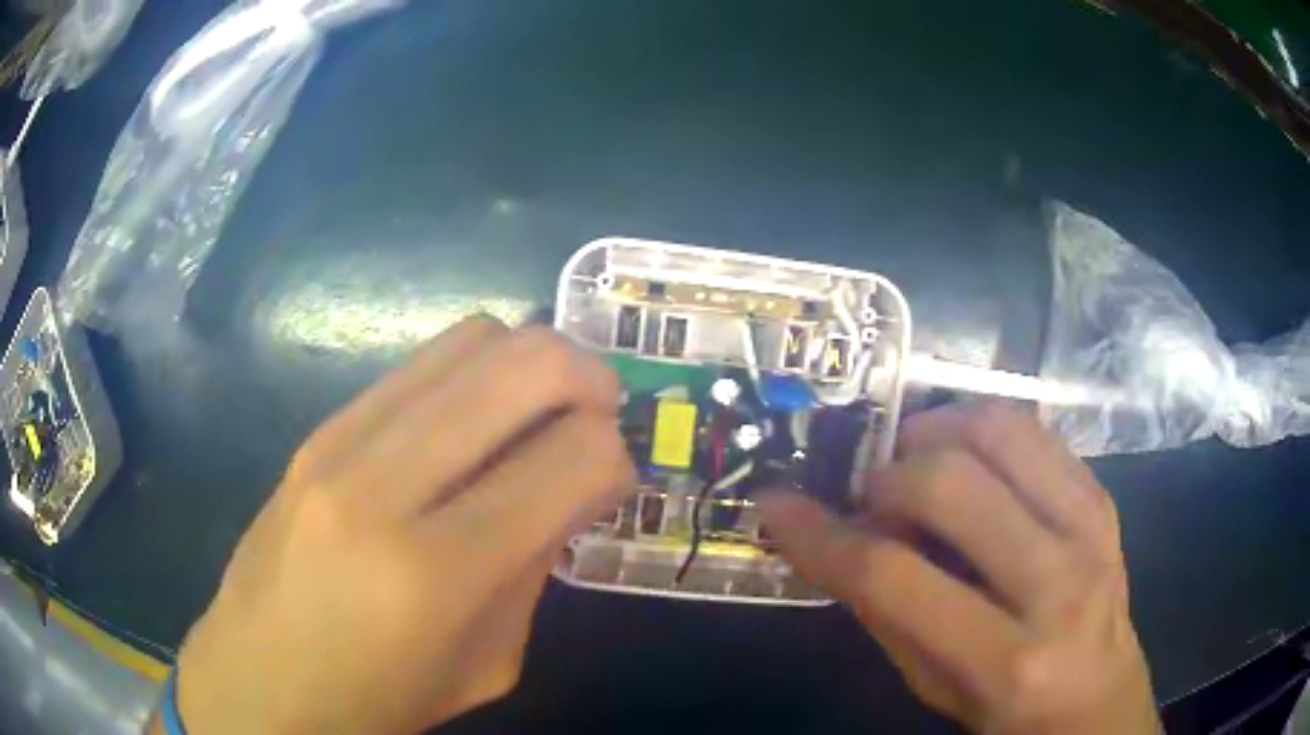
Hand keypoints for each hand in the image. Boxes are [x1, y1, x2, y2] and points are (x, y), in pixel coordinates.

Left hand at [172, 316, 634, 733]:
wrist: (259, 679)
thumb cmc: (378, 699)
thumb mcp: (486, 663)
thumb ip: (534, 566)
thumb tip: (577, 482)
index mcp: (436, 572)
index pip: (572, 458)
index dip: (615, 458)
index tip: (614, 481)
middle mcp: (384, 483)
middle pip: (525, 363)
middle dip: (590, 377)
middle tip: (601, 414)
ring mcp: (340, 441)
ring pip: (472, 339)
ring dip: (531, 362)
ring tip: (542, 409)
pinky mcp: (319, 428)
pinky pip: (419, 363)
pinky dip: (473, 375)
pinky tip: (473, 423)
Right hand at [758, 404, 1157, 733]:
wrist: (1100, 701)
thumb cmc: (1008, 717)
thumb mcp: (935, 690)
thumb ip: (887, 615)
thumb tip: (834, 540)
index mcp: (1007, 661)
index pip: (893, 577)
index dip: (821, 534)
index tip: (777, 505)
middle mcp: (1058, 584)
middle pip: (950, 484)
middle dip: (885, 476)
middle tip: (869, 495)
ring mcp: (1091, 530)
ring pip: (1002, 431)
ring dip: (938, 430)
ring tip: (915, 458)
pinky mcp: (1104, 500)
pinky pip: (1038, 432)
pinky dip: (986, 430)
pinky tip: (968, 457)